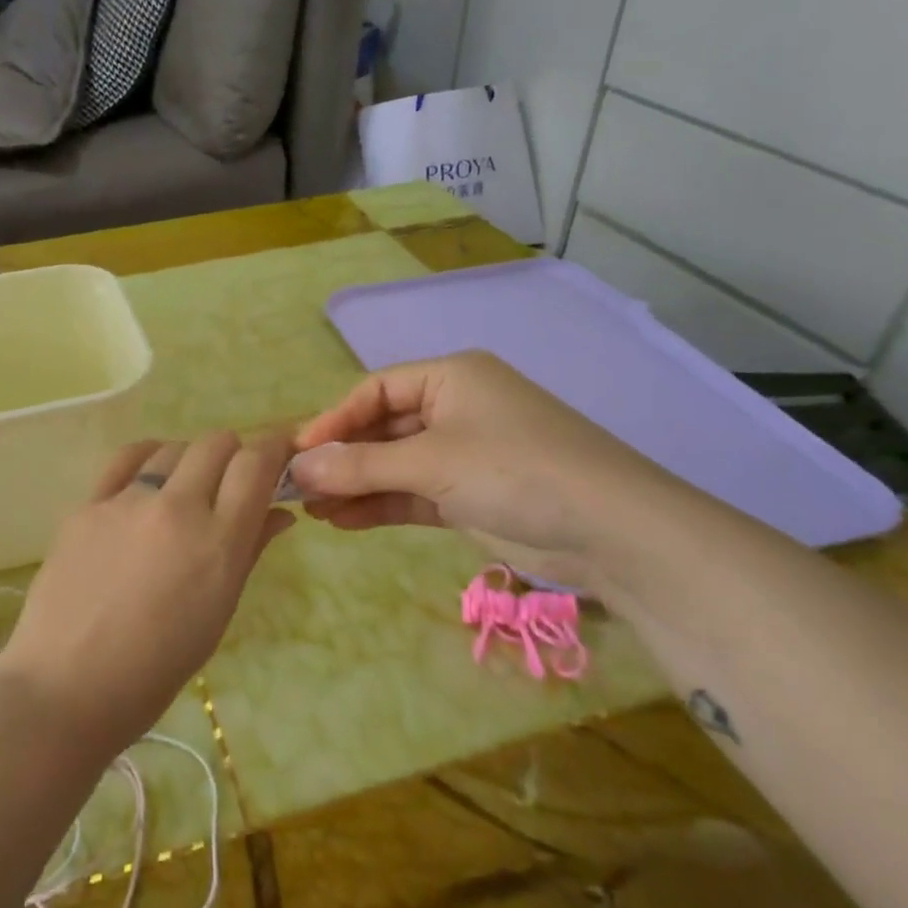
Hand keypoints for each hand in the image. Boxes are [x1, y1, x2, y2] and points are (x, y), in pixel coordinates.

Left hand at [0, 433, 295, 757]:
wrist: (67, 687)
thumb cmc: (156, 669)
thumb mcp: (218, 614)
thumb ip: (249, 552)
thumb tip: (278, 513)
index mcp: (218, 543)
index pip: (256, 465)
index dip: (274, 449)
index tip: (279, 455)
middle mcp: (176, 509)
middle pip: (216, 444)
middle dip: (234, 454)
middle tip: (230, 483)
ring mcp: (126, 502)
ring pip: (172, 447)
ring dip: (190, 459)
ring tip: (184, 490)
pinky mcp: (87, 505)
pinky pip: (126, 459)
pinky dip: (148, 458)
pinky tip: (148, 477)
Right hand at [290, 352, 679, 585]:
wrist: (610, 530)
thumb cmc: (514, 469)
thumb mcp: (430, 462)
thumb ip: (360, 464)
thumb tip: (298, 467)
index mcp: (451, 377)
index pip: (375, 390)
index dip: (333, 420)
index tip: (296, 453)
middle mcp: (456, 408)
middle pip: (382, 429)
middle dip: (342, 459)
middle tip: (298, 488)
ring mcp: (465, 453)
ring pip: (396, 465)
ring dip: (356, 485)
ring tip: (312, 511)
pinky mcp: (472, 493)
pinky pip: (414, 493)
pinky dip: (381, 505)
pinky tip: (343, 521)